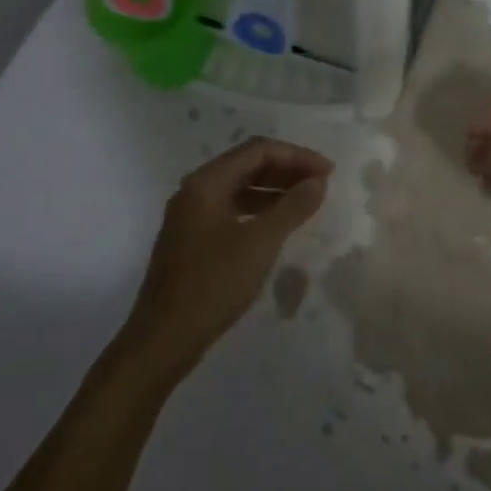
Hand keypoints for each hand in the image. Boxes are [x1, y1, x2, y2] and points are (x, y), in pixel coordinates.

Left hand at [124, 137, 333, 371]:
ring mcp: (192, 216)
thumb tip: (318, 182)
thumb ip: (292, 207)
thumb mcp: (260, 243)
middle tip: (321, 184)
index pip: (258, 150)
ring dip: (275, 190)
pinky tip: (279, 225)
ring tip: (307, 202)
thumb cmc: (213, 284)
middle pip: (248, 164)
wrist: (163, 340)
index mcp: (206, 182)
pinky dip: (260, 210)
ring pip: (240, 188)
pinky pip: (233, 209)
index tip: (328, 172)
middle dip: (287, 169)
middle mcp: (196, 190)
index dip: (297, 156)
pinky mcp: (193, 239)